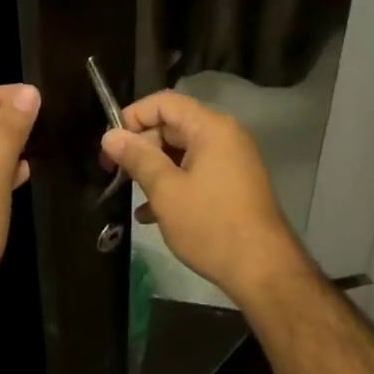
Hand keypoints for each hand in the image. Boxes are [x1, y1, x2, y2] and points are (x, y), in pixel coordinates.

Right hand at [102, 91, 311, 302]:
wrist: (263, 270)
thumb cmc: (211, 225)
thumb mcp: (166, 191)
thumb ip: (137, 158)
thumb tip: (110, 136)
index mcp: (211, 128)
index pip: (165, 102)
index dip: (133, 117)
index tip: (110, 145)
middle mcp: (225, 136)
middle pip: (173, 125)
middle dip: (142, 146)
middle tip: (116, 173)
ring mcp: (232, 161)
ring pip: (182, 152)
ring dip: (154, 169)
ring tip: (130, 194)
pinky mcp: (233, 184)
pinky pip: (196, 172)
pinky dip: (173, 184)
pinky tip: (150, 214)